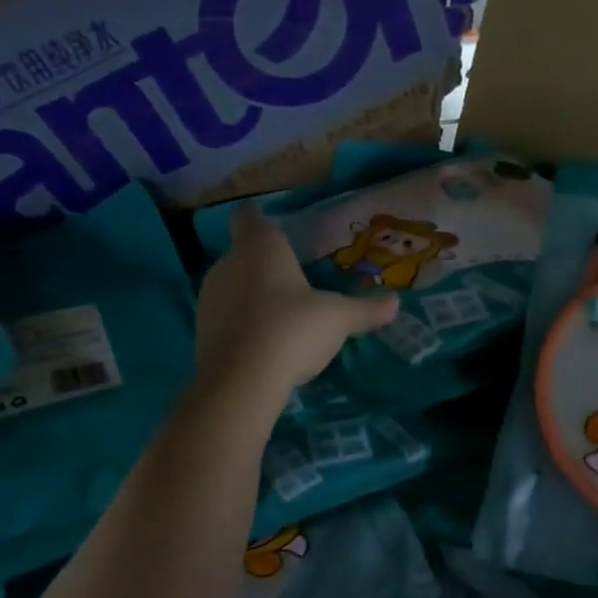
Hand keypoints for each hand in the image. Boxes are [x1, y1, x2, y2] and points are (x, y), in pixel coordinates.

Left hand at [195, 204, 399, 398]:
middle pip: (243, 253)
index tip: (273, 227)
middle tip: (292, 280)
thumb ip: (365, 309)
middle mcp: (228, 263)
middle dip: (264, 264)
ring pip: (232, 285)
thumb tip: (396, 302)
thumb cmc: (292, 329)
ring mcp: (209, 297)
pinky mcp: (201, 330)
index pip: (250, 217)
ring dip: (251, 295)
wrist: (241, 380)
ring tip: (280, 315)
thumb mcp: (338, 319)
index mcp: (260, 247)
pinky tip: (263, 342)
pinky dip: (241, 323)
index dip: (259, 219)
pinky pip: (226, 317)